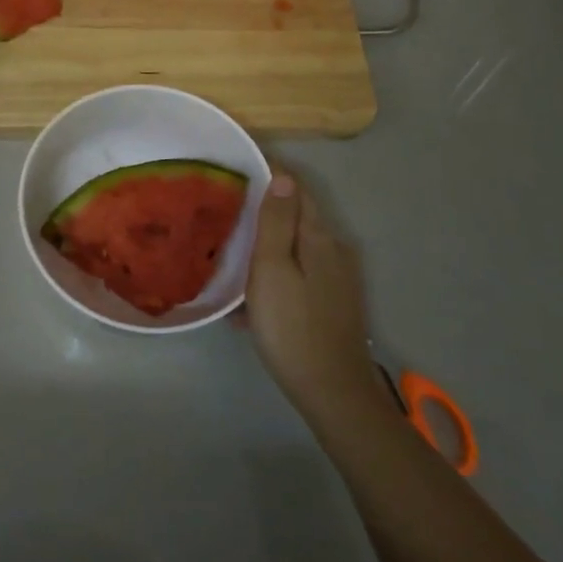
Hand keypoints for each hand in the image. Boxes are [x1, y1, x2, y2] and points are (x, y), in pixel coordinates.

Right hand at [245, 171, 380, 421]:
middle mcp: (335, 250)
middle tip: (225, 207)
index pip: (296, 189)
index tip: (236, 168)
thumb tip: (283, 176)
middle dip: (264, 208)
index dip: (269, 173)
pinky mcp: (333, 302)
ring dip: (267, 244)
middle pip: (297, 216)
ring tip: (230, 252)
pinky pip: (299, 273)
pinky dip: (276, 273)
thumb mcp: (273, 270)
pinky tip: (250, 298)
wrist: (332, 393)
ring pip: (296, 247)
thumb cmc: (293, 327)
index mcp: (320, 237)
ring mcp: (337, 278)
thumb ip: (277, 222)